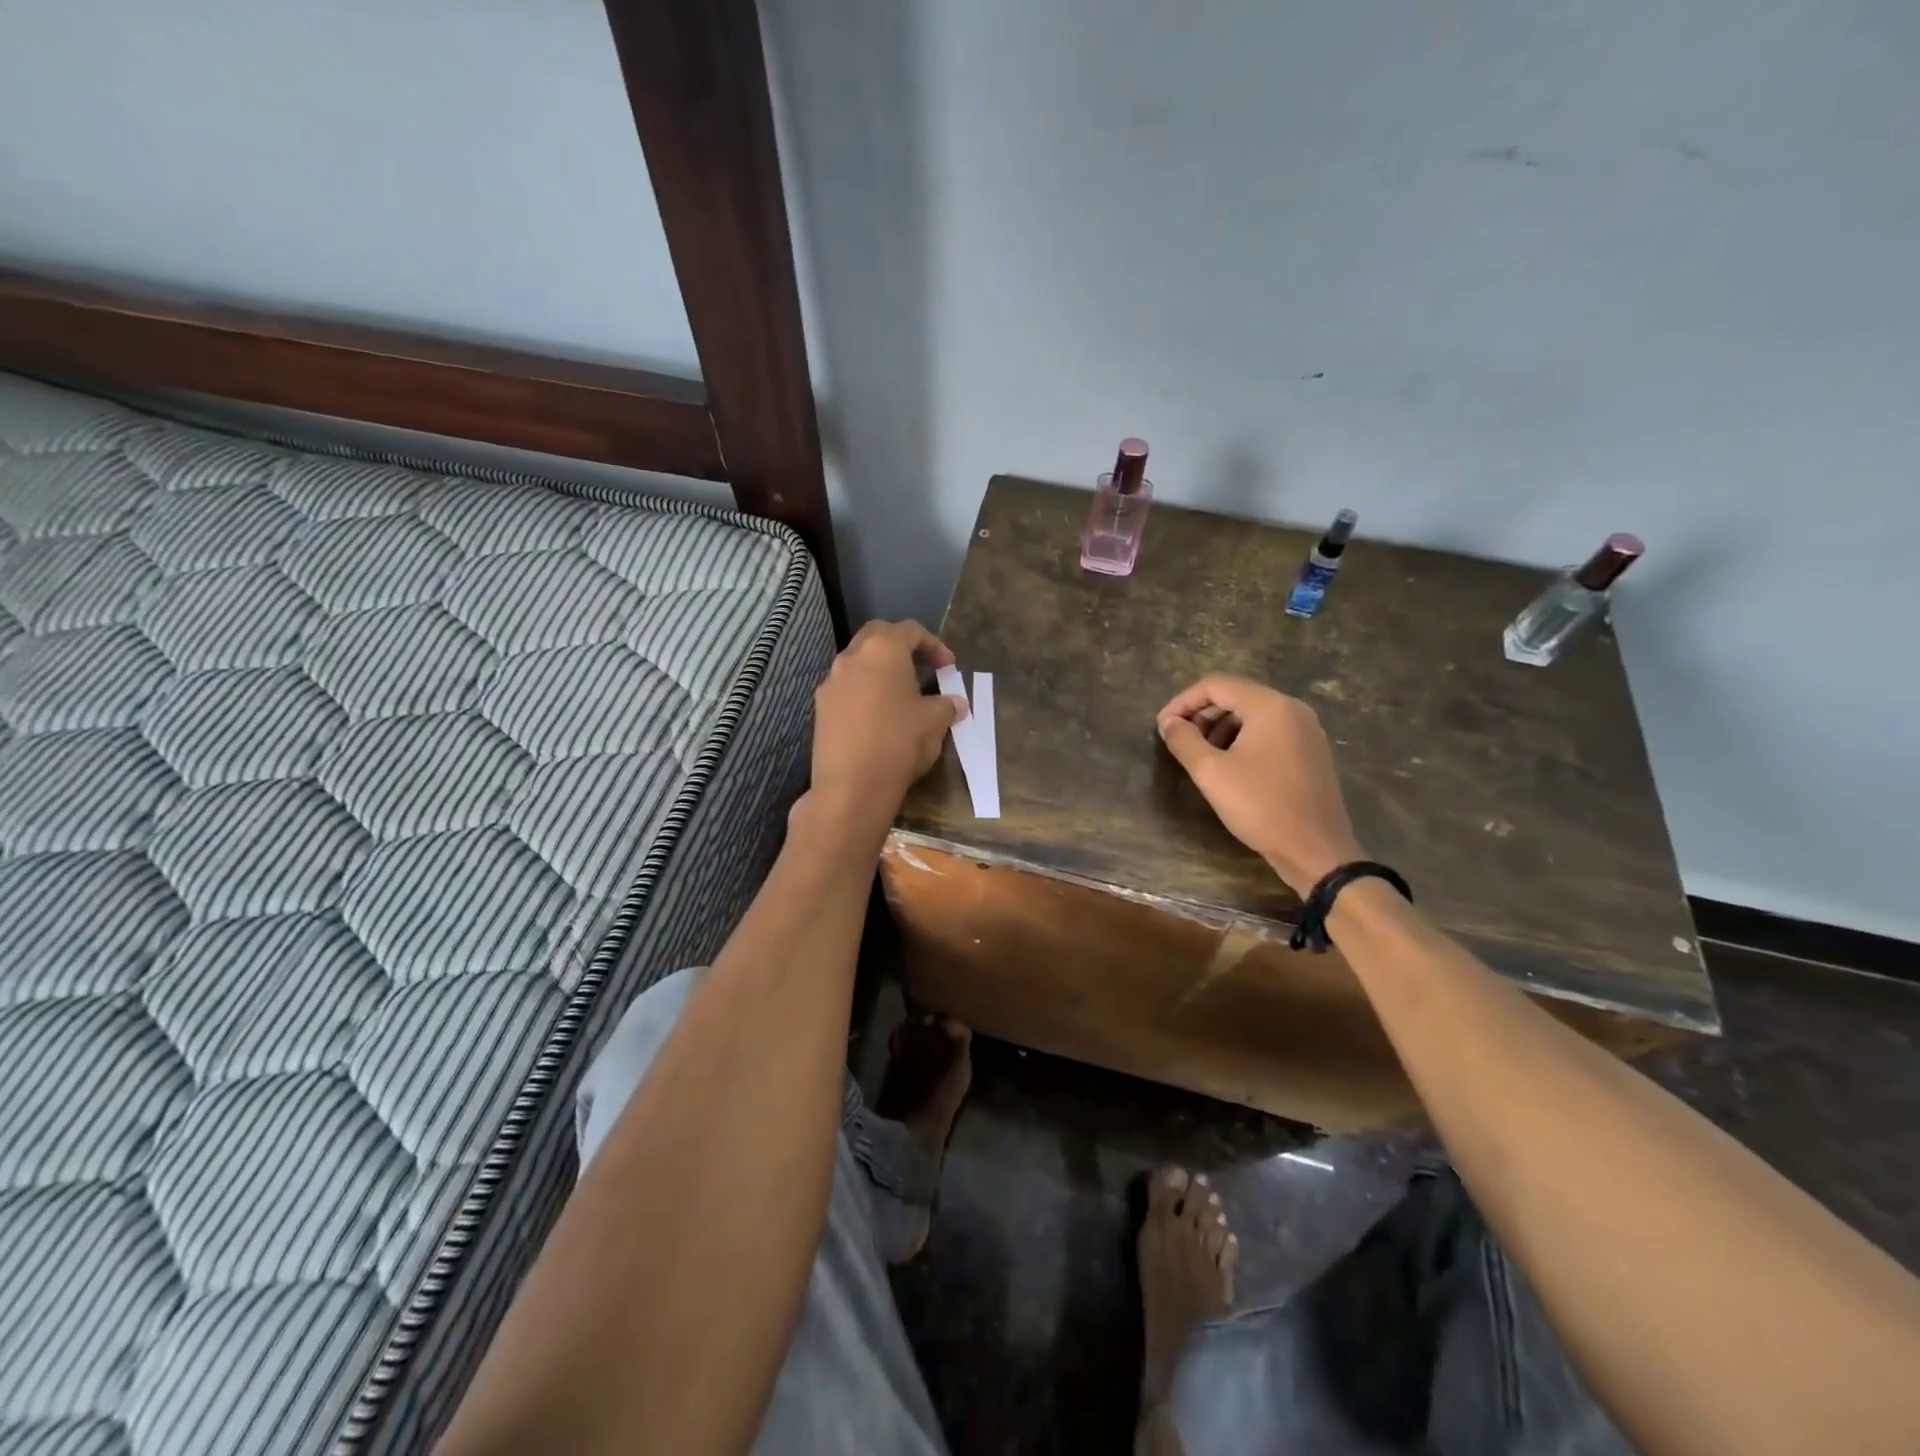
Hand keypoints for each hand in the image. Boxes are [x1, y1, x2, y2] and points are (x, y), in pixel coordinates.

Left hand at [810, 620, 968, 825]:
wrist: (851, 787)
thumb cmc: (899, 743)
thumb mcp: (934, 722)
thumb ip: (947, 706)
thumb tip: (956, 703)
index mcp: (882, 649)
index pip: (911, 630)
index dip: (934, 645)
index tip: (948, 668)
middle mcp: (851, 657)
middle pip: (878, 637)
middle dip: (902, 648)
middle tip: (921, 668)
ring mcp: (830, 682)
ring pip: (859, 663)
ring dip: (881, 672)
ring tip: (901, 696)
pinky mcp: (820, 708)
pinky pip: (847, 689)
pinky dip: (865, 693)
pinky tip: (879, 718)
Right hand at [1156, 675, 1363, 895]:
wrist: (1315, 850)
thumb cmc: (1260, 806)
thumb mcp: (1211, 772)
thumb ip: (1184, 740)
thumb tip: (1169, 723)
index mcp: (1269, 706)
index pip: (1216, 685)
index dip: (1183, 701)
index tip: (1163, 726)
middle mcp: (1292, 709)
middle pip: (1236, 695)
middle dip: (1202, 714)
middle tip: (1179, 740)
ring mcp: (1307, 730)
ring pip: (1253, 714)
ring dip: (1221, 727)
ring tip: (1201, 755)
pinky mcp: (1312, 752)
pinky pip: (1271, 731)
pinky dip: (1244, 738)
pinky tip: (1230, 765)